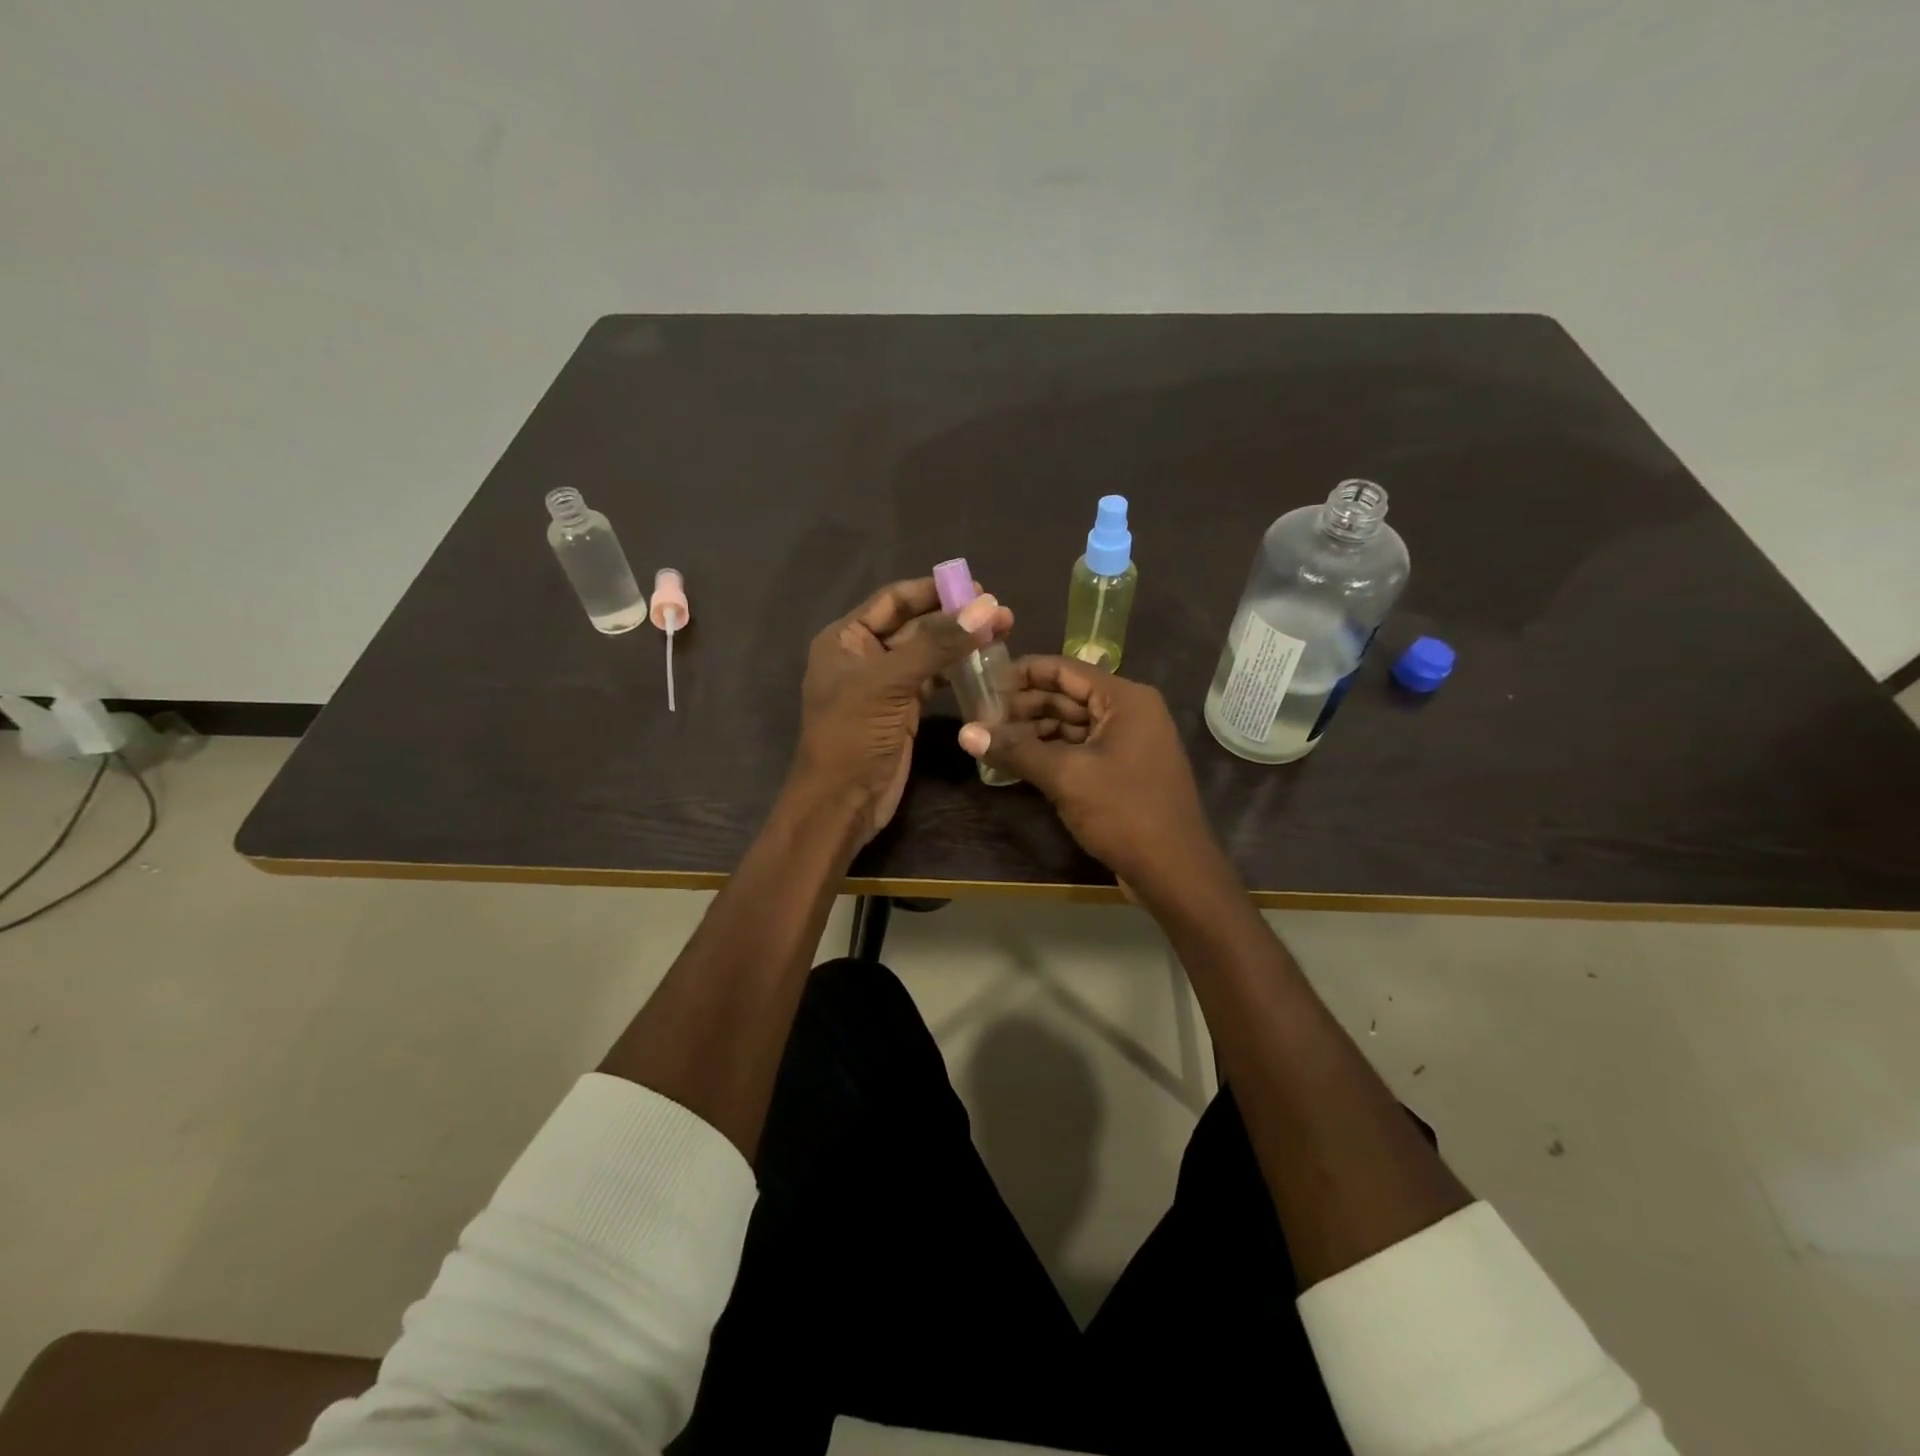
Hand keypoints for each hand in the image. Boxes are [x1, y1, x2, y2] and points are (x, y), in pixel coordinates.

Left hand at [791, 577, 1012, 845]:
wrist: (842, 803)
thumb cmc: (852, 736)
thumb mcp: (889, 683)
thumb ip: (936, 644)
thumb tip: (985, 608)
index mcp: (845, 639)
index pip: (893, 600)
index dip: (933, 590)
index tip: (977, 587)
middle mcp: (864, 655)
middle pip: (915, 624)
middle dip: (955, 617)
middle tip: (1001, 614)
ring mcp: (885, 684)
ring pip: (928, 653)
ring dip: (960, 644)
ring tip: (1003, 634)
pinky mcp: (904, 710)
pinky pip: (933, 680)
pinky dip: (957, 672)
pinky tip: (985, 665)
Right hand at [956, 657, 1221, 894]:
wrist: (1174, 872)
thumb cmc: (1124, 812)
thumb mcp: (1066, 776)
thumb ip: (1016, 749)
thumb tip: (965, 733)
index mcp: (1124, 699)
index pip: (1064, 669)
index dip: (1021, 673)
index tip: (982, 683)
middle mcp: (1128, 712)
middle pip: (1066, 696)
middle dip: (1023, 706)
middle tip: (979, 718)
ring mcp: (1127, 742)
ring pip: (1070, 725)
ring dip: (1032, 732)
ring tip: (990, 741)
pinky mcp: (1121, 770)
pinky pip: (1079, 749)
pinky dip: (1049, 753)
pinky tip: (1016, 762)